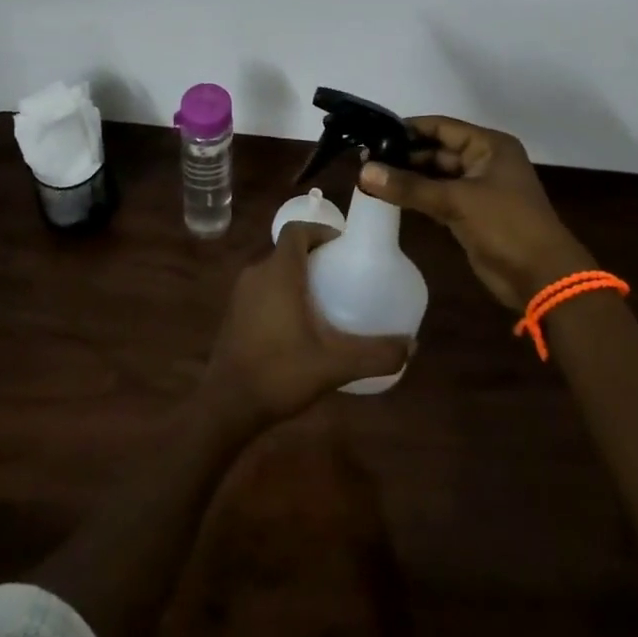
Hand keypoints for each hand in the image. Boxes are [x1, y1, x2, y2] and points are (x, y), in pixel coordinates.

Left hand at [199, 223, 411, 434]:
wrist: (226, 406)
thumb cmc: (279, 373)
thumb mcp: (333, 365)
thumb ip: (374, 354)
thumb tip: (411, 345)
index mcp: (279, 272)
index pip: (297, 230)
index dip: (320, 231)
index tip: (343, 247)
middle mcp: (257, 273)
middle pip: (287, 250)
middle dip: (314, 256)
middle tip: (341, 275)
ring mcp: (241, 294)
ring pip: (274, 271)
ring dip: (297, 277)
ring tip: (325, 300)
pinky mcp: (234, 314)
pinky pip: (262, 289)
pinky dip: (281, 294)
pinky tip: (298, 325)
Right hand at [360, 115, 594, 311]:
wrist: (542, 278)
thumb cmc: (506, 226)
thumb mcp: (456, 201)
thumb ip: (409, 186)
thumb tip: (364, 171)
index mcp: (489, 145)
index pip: (441, 127)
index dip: (408, 128)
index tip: (373, 133)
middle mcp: (484, 161)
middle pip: (437, 150)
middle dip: (404, 155)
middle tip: (365, 159)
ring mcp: (478, 189)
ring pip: (436, 175)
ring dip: (408, 177)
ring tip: (369, 176)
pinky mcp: (471, 214)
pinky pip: (438, 197)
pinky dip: (417, 196)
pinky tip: (389, 196)